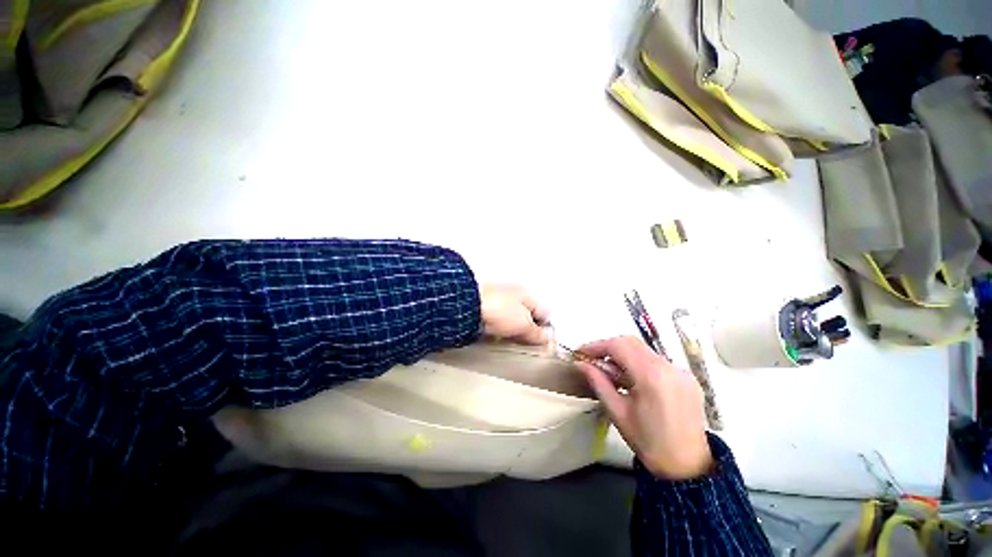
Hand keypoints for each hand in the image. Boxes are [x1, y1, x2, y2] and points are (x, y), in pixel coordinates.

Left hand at [479, 284, 551, 344]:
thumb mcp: (524, 325)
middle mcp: (514, 295)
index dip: (546, 329)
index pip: (545, 313)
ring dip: (511, 331)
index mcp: (528, 294)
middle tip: (525, 343)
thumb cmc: (497, 309)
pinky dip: (497, 330)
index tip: (542, 343)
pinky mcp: (483, 309)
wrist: (465, 305)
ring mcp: (497, 301)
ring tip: (508, 340)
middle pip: (528, 316)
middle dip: (527, 331)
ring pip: (511, 320)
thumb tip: (548, 338)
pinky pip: (496, 322)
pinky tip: (494, 336)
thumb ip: (537, 333)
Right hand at [576, 336, 712, 479]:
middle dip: (612, 349)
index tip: (581, 353)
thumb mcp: (619, 414)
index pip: (620, 345)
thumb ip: (601, 385)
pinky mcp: (689, 379)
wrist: (685, 460)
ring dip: (629, 359)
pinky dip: (646, 369)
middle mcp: (669, 366)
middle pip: (635, 344)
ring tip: (614, 378)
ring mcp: (682, 371)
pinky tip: (637, 387)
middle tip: (593, 363)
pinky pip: (663, 365)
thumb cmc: (648, 442)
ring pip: (649, 354)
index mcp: (651, 375)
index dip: (597, 345)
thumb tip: (582, 365)